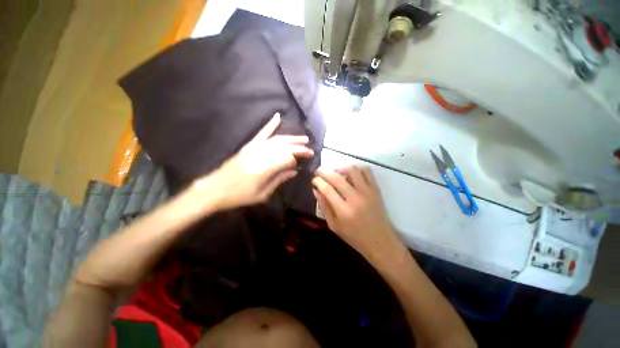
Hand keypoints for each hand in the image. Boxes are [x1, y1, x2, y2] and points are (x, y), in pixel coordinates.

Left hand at [193, 113, 313, 211]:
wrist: (215, 188)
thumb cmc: (239, 196)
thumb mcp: (262, 194)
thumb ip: (279, 180)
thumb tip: (295, 170)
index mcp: (264, 169)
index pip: (286, 158)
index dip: (296, 160)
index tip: (300, 165)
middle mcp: (260, 155)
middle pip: (284, 147)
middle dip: (299, 148)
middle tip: (310, 150)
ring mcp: (253, 148)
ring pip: (277, 139)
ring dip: (292, 138)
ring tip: (304, 139)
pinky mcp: (248, 146)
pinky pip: (262, 133)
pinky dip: (270, 124)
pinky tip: (278, 116)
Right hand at [312, 166, 407, 267]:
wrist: (380, 241)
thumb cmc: (354, 236)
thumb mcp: (334, 226)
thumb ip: (324, 207)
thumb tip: (316, 190)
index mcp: (343, 211)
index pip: (327, 189)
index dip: (318, 181)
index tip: (314, 180)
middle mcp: (355, 198)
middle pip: (336, 178)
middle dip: (324, 172)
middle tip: (318, 172)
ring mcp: (367, 192)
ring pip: (352, 170)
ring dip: (340, 168)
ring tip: (335, 173)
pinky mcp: (376, 189)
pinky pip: (366, 171)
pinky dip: (356, 168)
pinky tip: (350, 173)